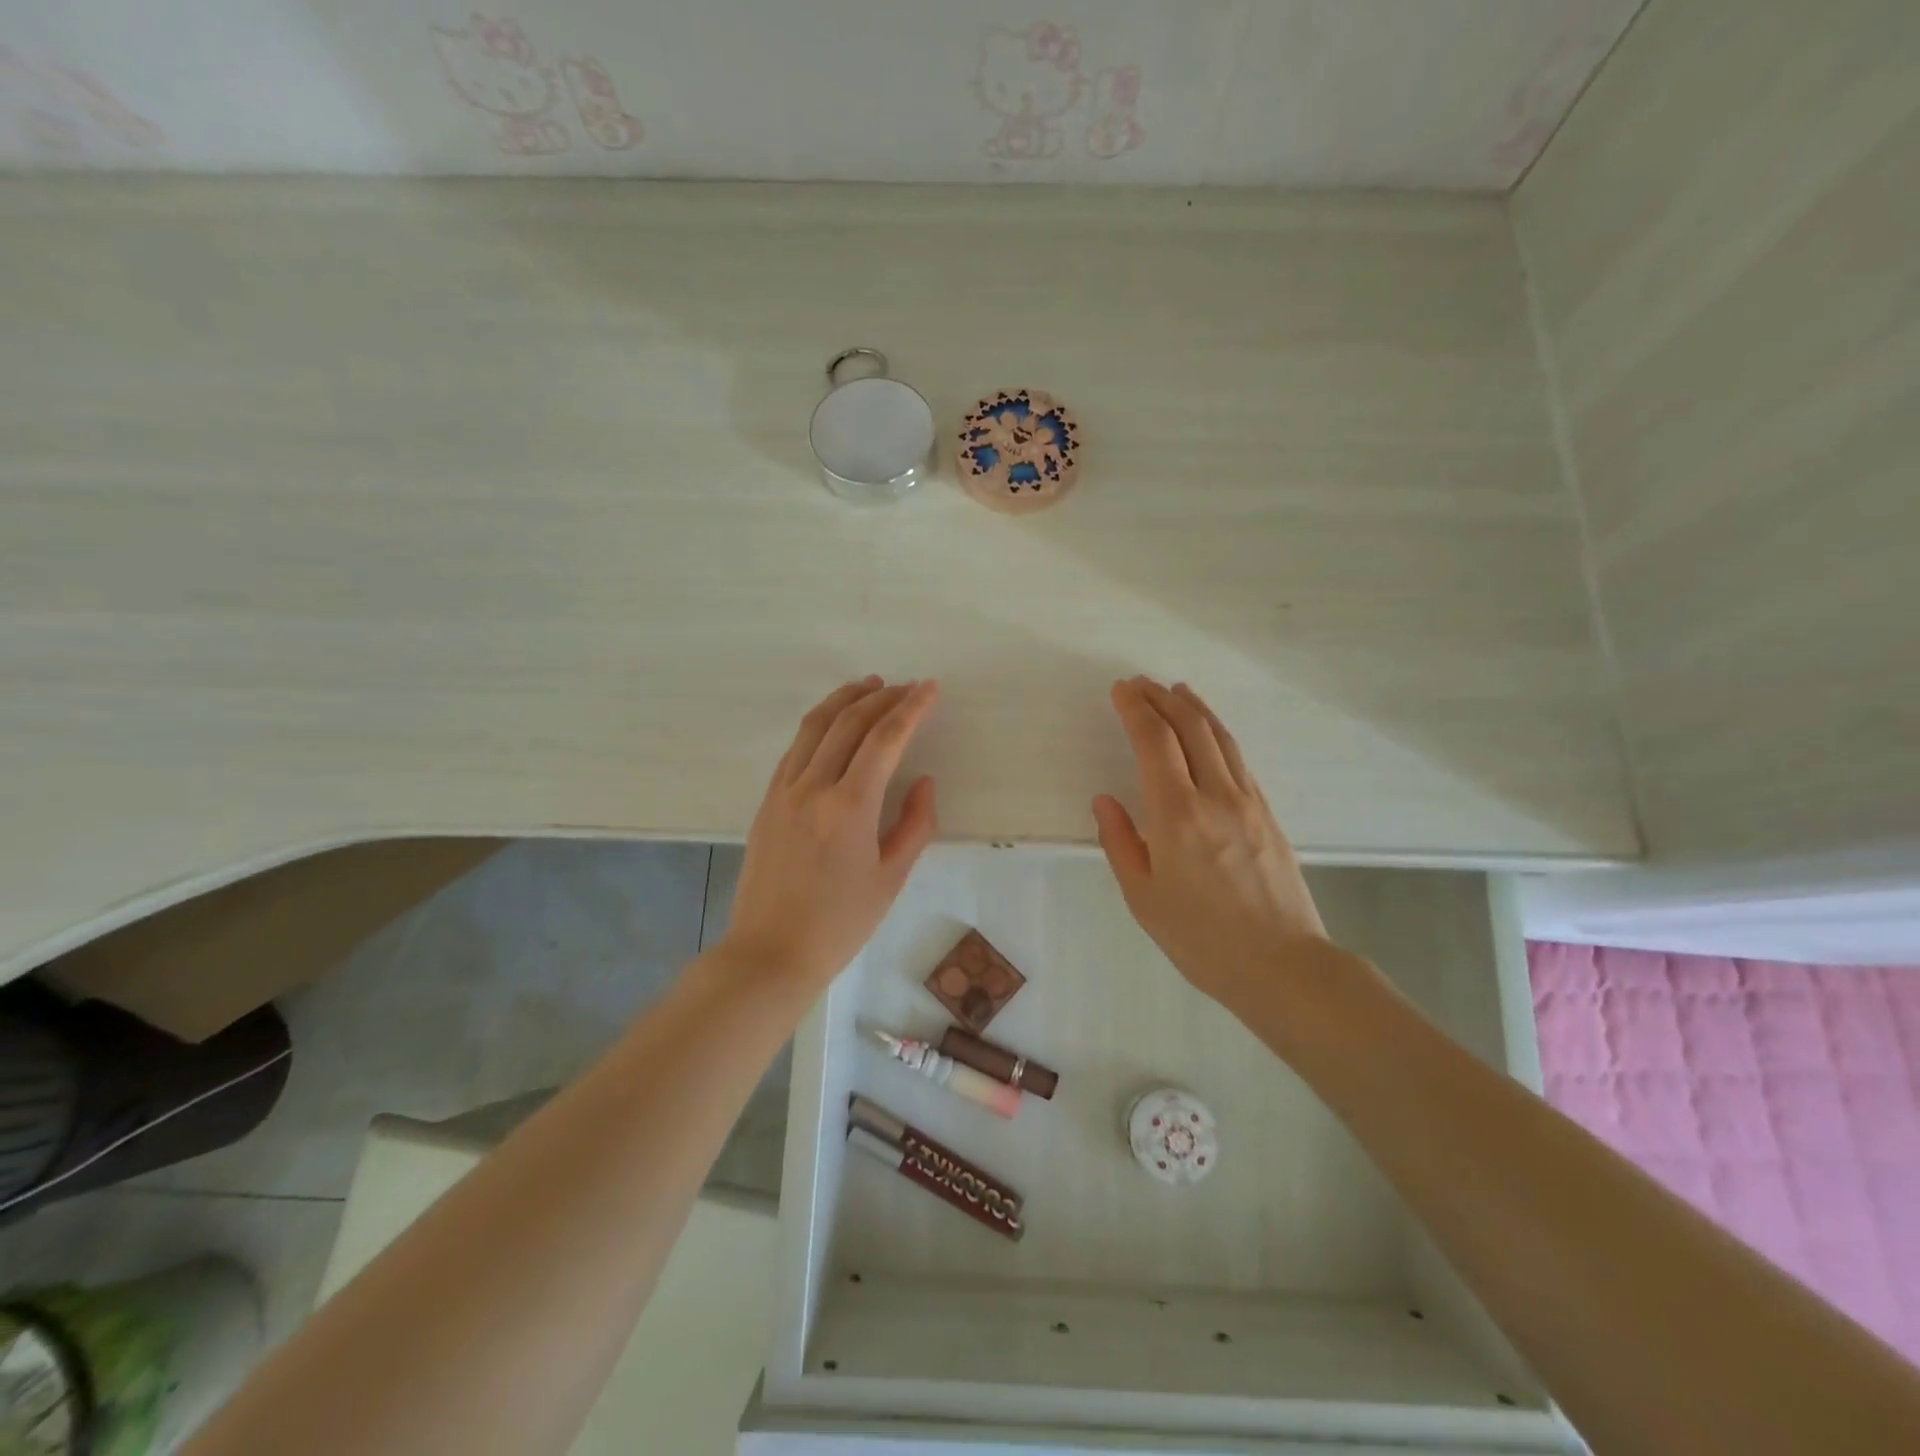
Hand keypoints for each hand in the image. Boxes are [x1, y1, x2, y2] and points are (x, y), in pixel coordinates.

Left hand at [722, 676, 939, 989]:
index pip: (884, 739)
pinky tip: (833, 724)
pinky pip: (795, 749)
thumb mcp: (891, 878)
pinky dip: (818, 725)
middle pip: (849, 723)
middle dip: (882, 698)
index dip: (911, 709)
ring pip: (815, 727)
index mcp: (849, 807)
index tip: (929, 688)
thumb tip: (923, 782)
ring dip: (845, 700)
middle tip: (907, 686)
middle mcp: (813, 787)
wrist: (771, 953)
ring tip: (869, 686)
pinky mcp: (767, 801)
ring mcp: (783, 791)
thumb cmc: (840, 923)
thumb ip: (914, 824)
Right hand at [1092, 678, 1331, 1006]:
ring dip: (1194, 707)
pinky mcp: (1268, 812)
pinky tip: (1209, 731)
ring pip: (1220, 737)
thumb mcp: (1143, 898)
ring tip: (1175, 689)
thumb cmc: (1201, 938)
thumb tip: (1105, 800)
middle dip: (1161, 698)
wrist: (1283, 965)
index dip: (1135, 709)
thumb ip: (1120, 842)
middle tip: (1140, 683)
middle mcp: (1215, 796)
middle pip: (1190, 727)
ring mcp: (1248, 801)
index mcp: (1177, 815)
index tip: (1120, 690)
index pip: (1154, 742)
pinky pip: (1238, 758)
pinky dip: (1217, 732)